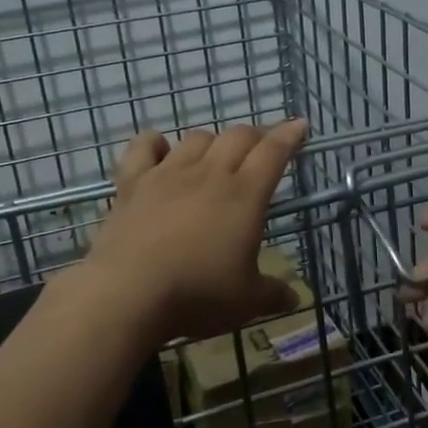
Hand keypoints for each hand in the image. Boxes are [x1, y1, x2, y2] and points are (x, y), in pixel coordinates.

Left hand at [82, 121, 308, 341]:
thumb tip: (294, 300)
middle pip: (238, 136)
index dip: (289, 135)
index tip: (299, 125)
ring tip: (216, 155)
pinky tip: (161, 150)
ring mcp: (168, 174)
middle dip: (256, 135)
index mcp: (245, 195)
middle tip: (262, 147)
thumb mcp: (246, 302)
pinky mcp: (133, 183)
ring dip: (213, 141)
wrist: (128, 294)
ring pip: (197, 138)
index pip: (273, 151)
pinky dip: (156, 143)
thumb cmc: (197, 294)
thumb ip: (272, 295)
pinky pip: (144, 147)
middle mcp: (210, 174)